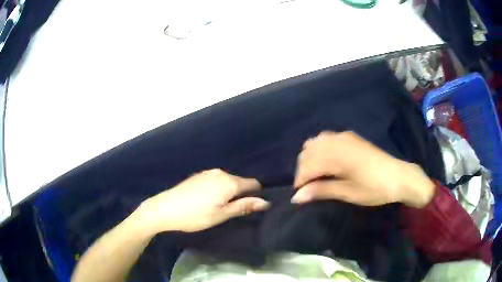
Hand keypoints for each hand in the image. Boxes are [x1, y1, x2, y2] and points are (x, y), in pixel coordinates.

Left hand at [138, 169, 268, 232]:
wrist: (165, 208)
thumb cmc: (195, 215)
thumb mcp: (222, 214)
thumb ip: (244, 206)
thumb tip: (265, 202)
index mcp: (229, 182)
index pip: (253, 184)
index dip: (256, 195)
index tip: (252, 207)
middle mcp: (221, 173)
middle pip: (240, 182)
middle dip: (241, 194)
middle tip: (234, 212)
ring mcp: (208, 173)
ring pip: (227, 181)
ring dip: (229, 192)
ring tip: (220, 208)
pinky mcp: (198, 176)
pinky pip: (216, 180)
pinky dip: (218, 189)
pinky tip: (207, 201)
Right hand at [292, 131, 434, 207]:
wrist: (399, 176)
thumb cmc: (375, 188)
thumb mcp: (348, 193)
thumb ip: (321, 191)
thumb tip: (296, 197)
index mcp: (337, 156)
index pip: (307, 166)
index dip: (300, 181)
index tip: (300, 195)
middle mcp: (337, 141)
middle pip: (307, 152)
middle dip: (303, 170)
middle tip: (309, 188)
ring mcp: (344, 136)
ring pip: (314, 143)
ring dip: (310, 158)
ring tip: (317, 175)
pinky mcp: (350, 136)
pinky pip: (325, 138)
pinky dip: (320, 149)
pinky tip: (327, 162)